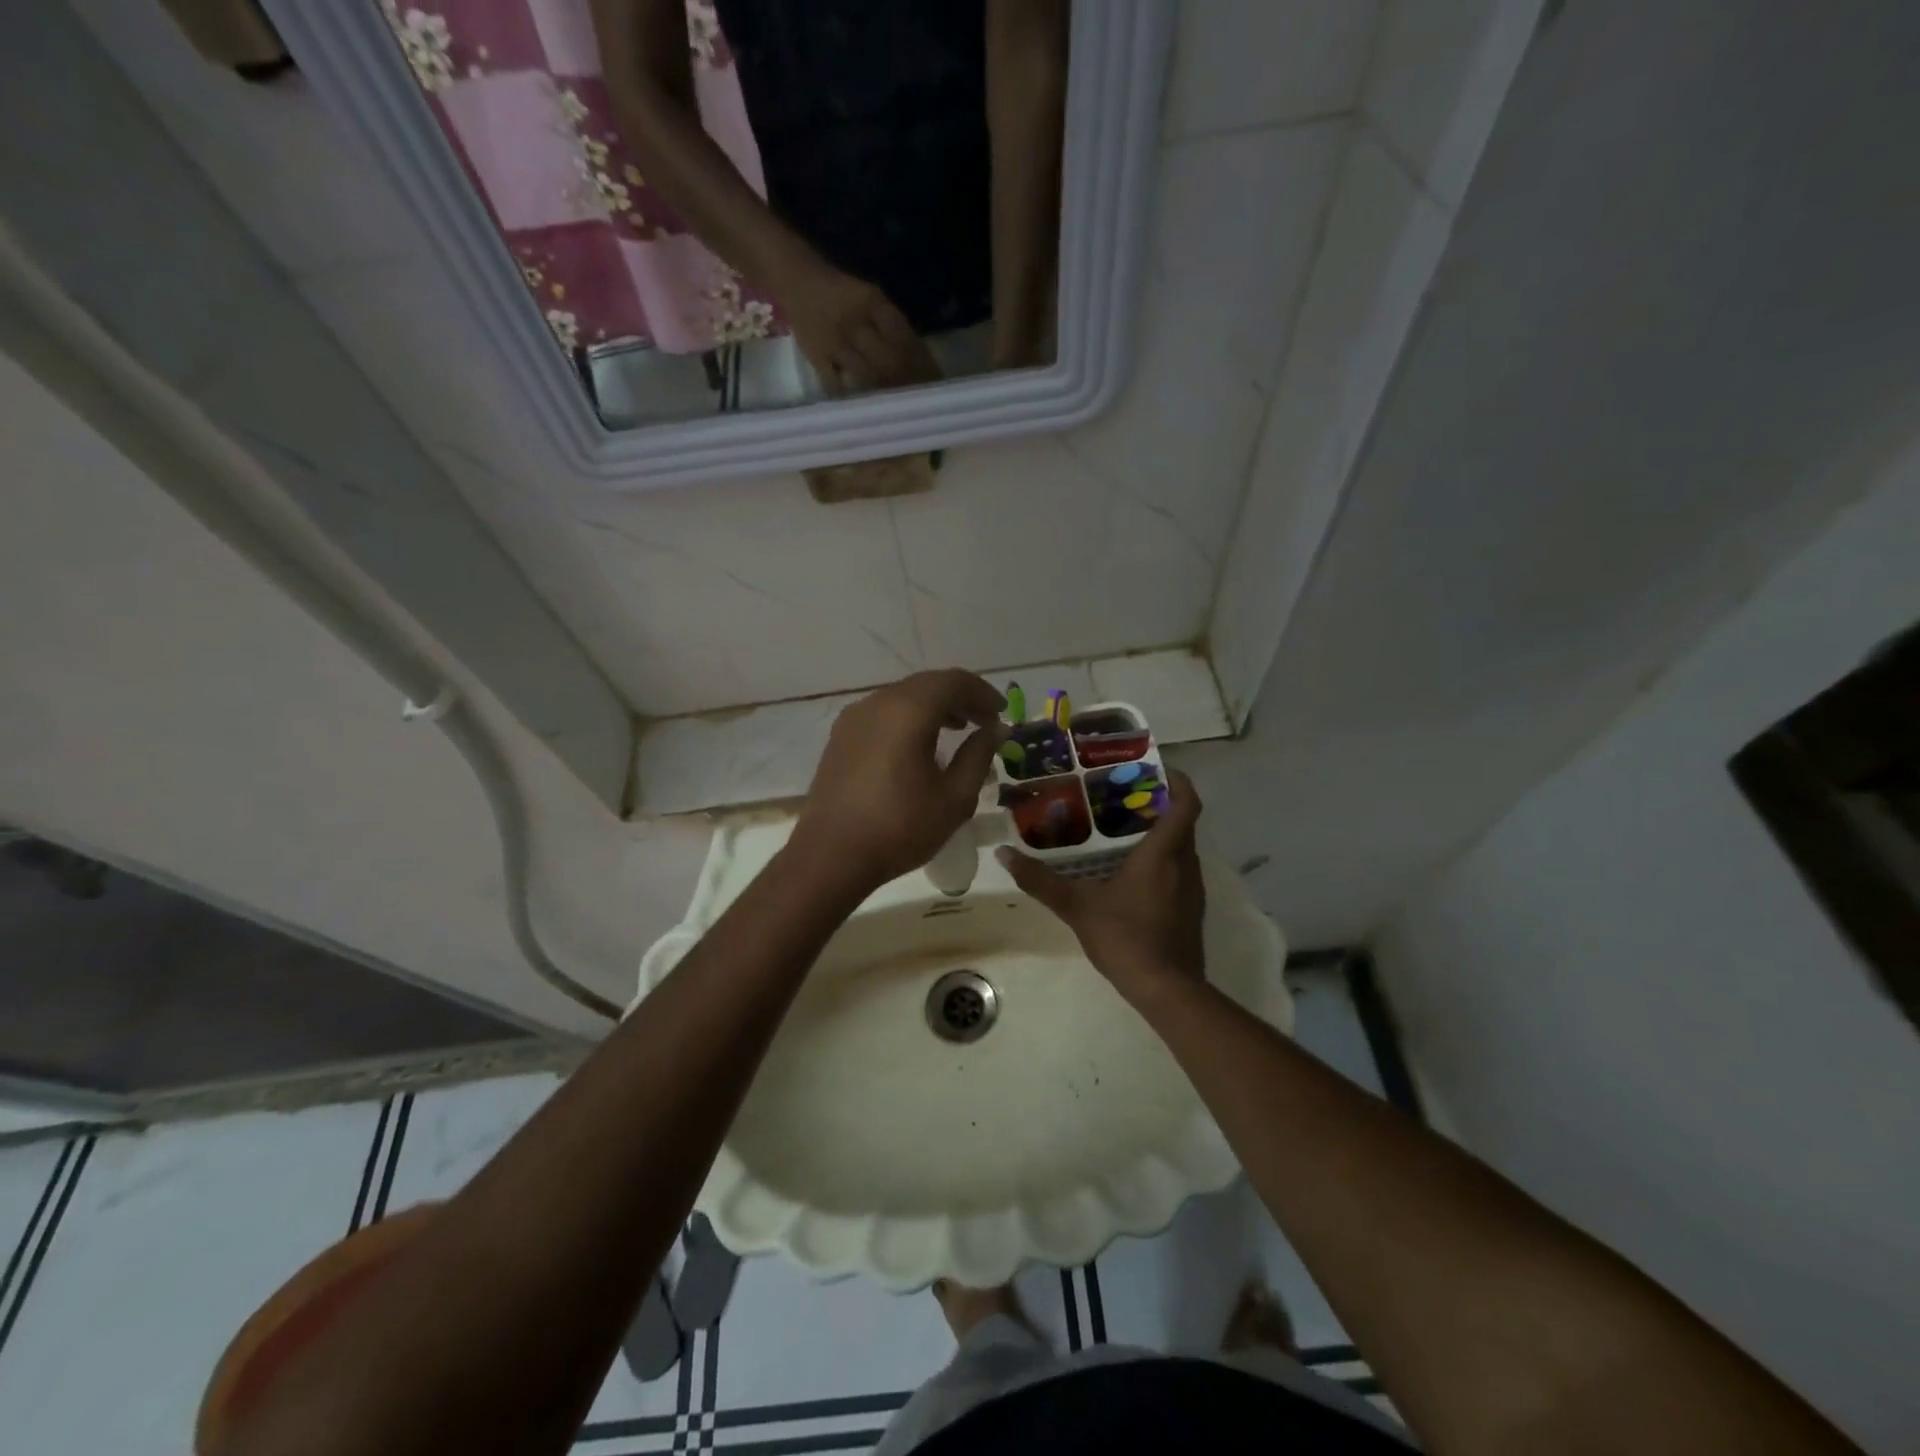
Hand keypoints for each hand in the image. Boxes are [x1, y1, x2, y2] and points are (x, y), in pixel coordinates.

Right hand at [781, 260, 940, 394]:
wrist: (796, 278)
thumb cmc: (841, 293)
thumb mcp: (871, 297)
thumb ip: (892, 325)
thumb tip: (921, 359)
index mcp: (873, 302)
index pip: (904, 337)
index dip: (922, 362)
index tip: (934, 381)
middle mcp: (855, 321)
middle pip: (889, 361)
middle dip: (907, 382)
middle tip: (919, 400)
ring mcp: (834, 341)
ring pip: (866, 376)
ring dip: (883, 393)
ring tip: (896, 408)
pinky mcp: (816, 355)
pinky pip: (834, 383)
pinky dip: (849, 397)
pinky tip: (862, 409)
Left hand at [792, 670, 1006, 892]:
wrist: (830, 856)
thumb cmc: (899, 828)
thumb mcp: (954, 798)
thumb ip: (978, 757)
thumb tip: (992, 730)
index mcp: (908, 711)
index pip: (953, 682)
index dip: (982, 692)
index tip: (1002, 712)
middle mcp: (877, 703)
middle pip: (926, 684)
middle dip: (960, 697)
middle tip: (984, 721)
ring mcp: (853, 718)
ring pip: (902, 697)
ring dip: (934, 706)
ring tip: (958, 730)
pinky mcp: (840, 737)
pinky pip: (883, 713)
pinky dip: (909, 718)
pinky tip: (919, 745)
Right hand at [998, 770, 1206, 1005]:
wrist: (1167, 990)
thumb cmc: (1126, 938)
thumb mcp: (1077, 907)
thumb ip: (1041, 880)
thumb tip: (1004, 854)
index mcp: (1163, 853)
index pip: (1186, 802)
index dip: (1178, 780)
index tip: (1154, 768)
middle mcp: (1185, 863)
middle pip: (1181, 821)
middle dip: (1157, 804)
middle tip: (1120, 796)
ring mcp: (1192, 889)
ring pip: (1181, 847)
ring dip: (1159, 833)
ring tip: (1120, 829)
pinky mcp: (1190, 909)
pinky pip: (1179, 870)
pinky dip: (1161, 860)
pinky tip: (1130, 872)